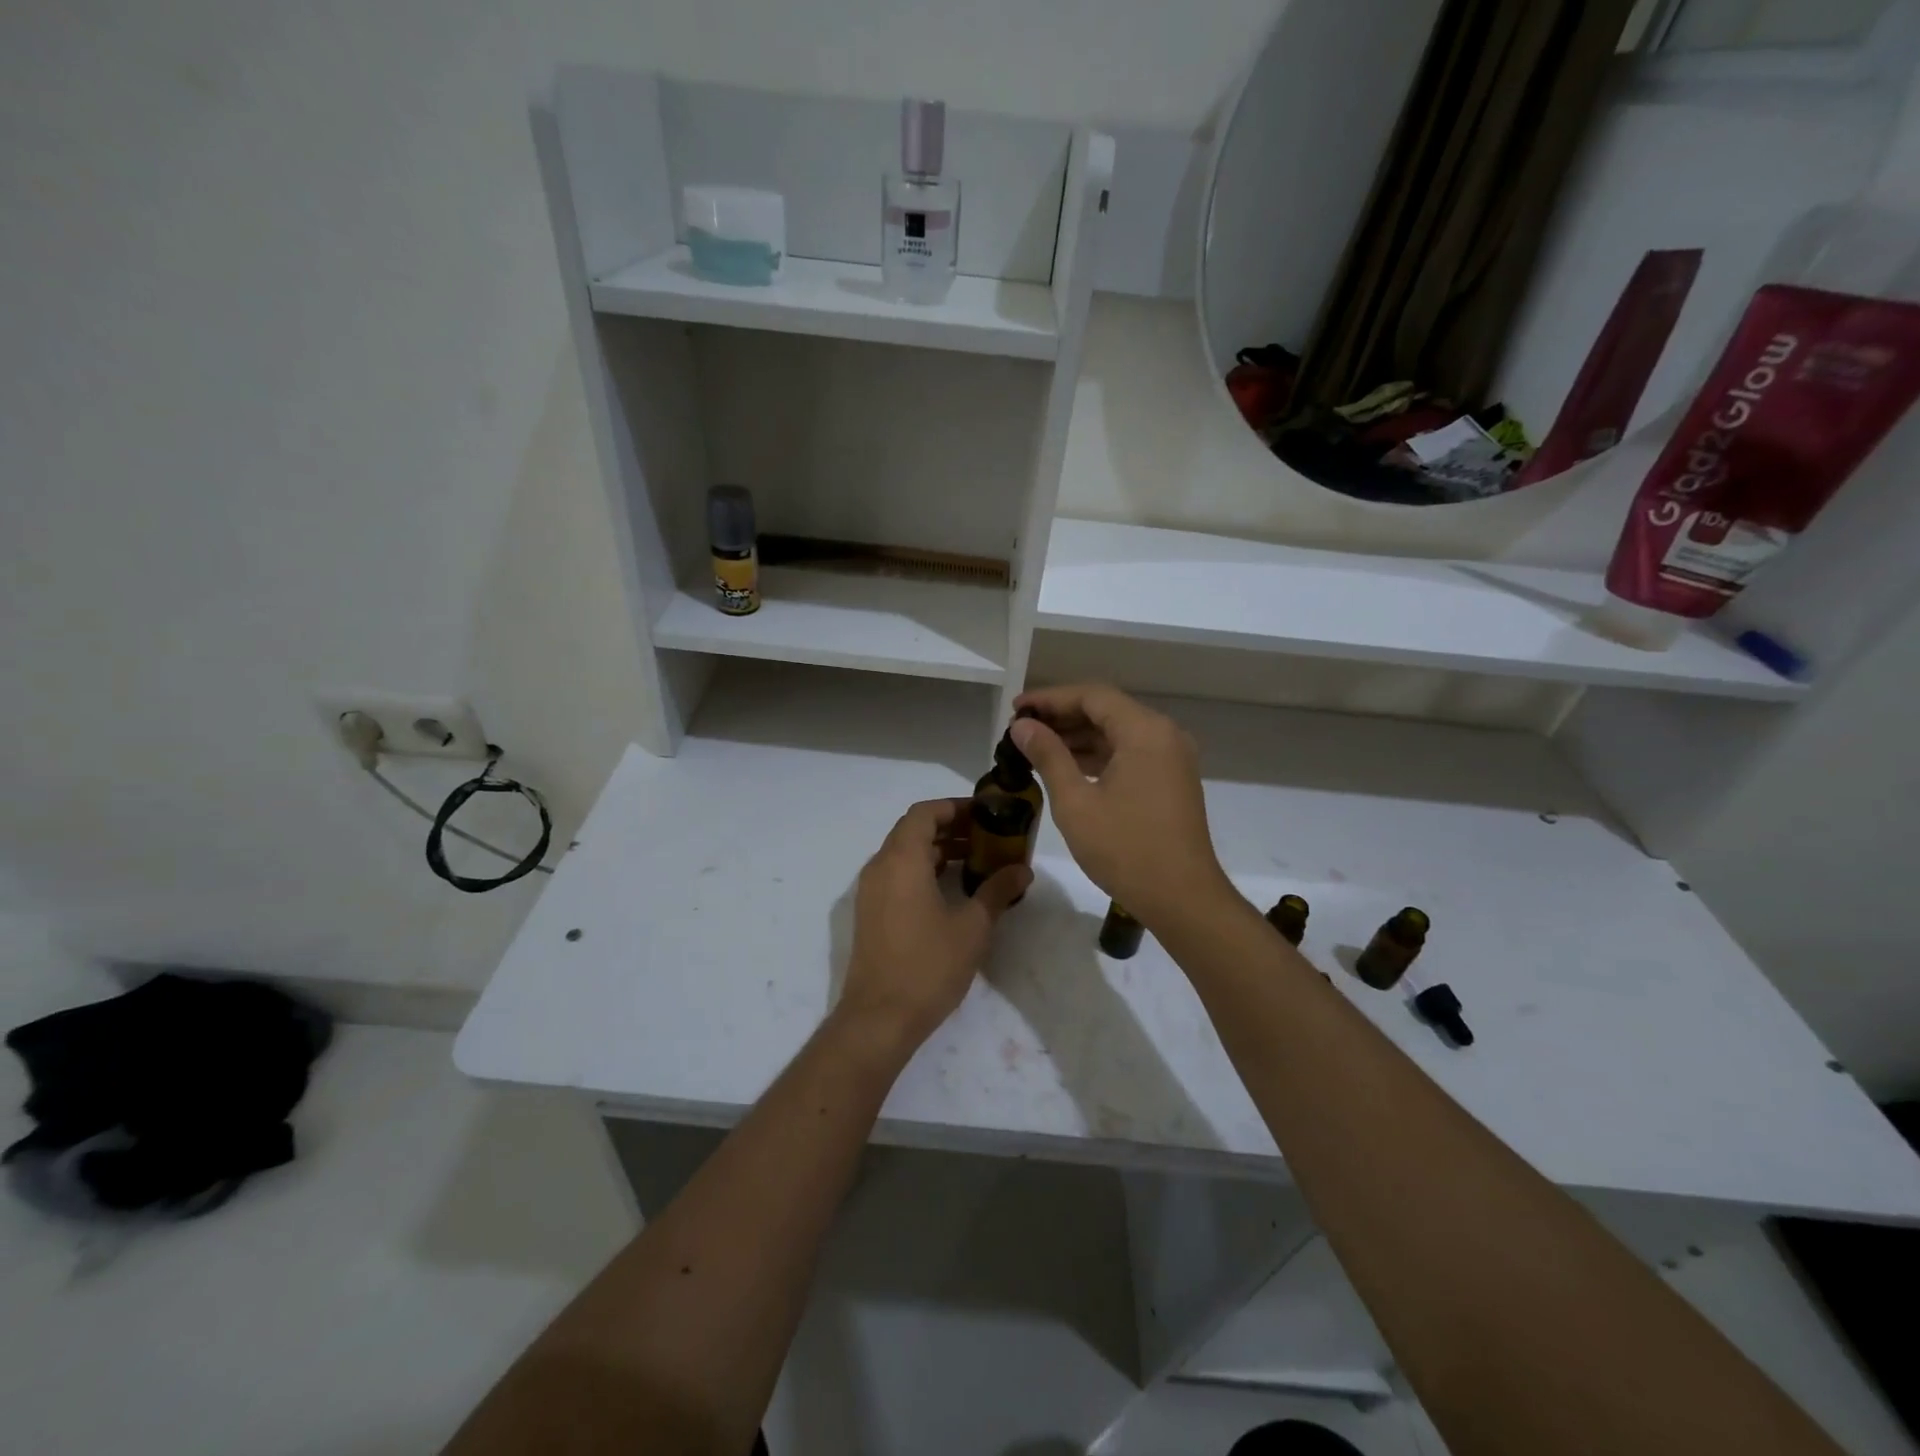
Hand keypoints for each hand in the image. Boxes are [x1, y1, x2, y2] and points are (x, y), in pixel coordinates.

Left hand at [838, 799, 1030, 1054]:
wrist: (879, 1018)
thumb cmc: (928, 966)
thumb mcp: (972, 927)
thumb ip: (997, 891)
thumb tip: (1022, 871)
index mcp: (902, 860)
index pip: (924, 813)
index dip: (954, 807)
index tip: (985, 814)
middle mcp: (880, 867)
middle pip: (913, 830)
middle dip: (950, 827)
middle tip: (987, 837)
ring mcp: (870, 891)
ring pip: (904, 853)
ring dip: (937, 850)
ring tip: (976, 861)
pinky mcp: (870, 913)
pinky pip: (896, 875)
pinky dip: (923, 870)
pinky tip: (952, 890)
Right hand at [1011, 685, 1230, 929]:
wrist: (1182, 898)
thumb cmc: (1125, 849)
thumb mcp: (1076, 802)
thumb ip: (1048, 756)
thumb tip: (1022, 726)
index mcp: (1145, 731)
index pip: (1092, 696)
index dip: (1050, 698)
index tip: (1016, 709)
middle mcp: (1164, 734)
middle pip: (1107, 710)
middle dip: (1062, 716)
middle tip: (1021, 728)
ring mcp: (1172, 758)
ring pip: (1118, 732)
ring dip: (1079, 736)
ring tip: (1036, 746)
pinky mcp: (1171, 779)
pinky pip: (1130, 752)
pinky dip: (1098, 754)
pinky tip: (1067, 767)